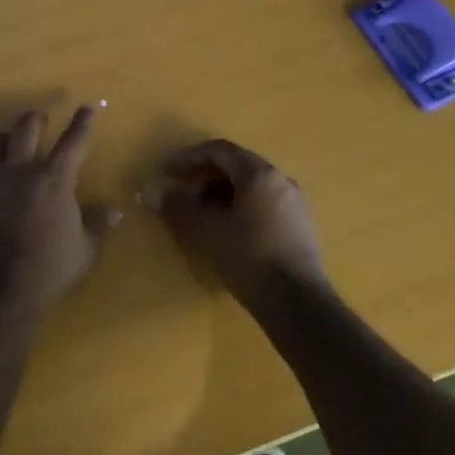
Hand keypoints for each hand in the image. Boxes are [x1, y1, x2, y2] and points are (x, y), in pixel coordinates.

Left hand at [0, 106, 119, 316]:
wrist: (3, 289)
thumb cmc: (51, 268)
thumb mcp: (86, 249)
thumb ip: (98, 225)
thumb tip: (114, 211)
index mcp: (55, 179)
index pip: (73, 141)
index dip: (82, 122)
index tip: (86, 108)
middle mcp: (22, 170)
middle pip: (25, 127)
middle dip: (35, 119)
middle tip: (40, 122)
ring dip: (0, 140)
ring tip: (6, 146)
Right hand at [157, 139, 328, 311]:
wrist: (298, 303)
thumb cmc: (249, 257)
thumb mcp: (206, 230)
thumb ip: (179, 207)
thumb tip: (156, 193)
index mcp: (259, 174)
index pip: (219, 151)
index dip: (188, 157)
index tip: (166, 171)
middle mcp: (279, 180)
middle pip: (235, 166)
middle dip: (203, 175)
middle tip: (181, 192)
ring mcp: (293, 202)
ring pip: (249, 185)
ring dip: (219, 192)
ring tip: (199, 213)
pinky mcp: (298, 225)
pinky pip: (262, 202)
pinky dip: (238, 206)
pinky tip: (225, 228)